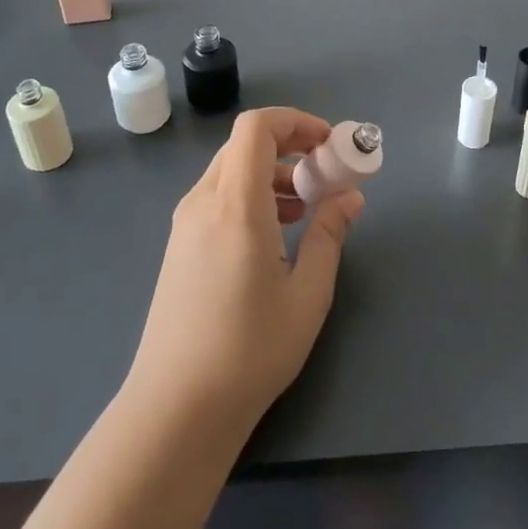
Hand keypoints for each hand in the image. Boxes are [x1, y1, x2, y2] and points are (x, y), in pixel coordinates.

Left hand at [124, 107, 365, 434]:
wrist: (176, 407)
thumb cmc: (250, 351)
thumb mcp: (307, 294)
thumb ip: (329, 235)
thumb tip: (351, 196)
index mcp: (235, 206)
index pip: (256, 128)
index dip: (295, 121)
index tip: (328, 145)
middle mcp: (203, 202)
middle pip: (244, 145)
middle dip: (289, 146)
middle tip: (324, 174)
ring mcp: (185, 223)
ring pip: (230, 170)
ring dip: (271, 173)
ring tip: (306, 207)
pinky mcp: (180, 245)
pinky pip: (218, 197)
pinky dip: (251, 195)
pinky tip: (275, 233)